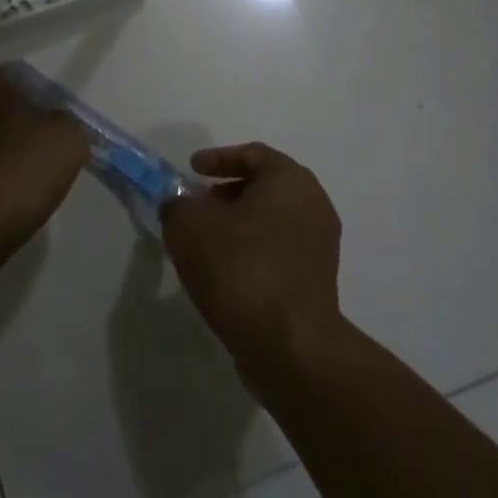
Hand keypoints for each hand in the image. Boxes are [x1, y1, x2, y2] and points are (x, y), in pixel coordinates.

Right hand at [160, 143, 344, 374]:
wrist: (288, 343)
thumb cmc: (240, 268)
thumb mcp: (188, 227)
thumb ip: (177, 205)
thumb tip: (180, 205)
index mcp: (289, 180)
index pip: (253, 154)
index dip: (218, 158)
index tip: (192, 170)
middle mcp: (313, 203)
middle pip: (265, 186)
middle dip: (226, 193)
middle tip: (196, 206)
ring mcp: (320, 243)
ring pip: (272, 220)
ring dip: (238, 224)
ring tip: (204, 242)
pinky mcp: (317, 279)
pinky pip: (279, 250)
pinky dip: (252, 250)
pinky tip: (224, 271)